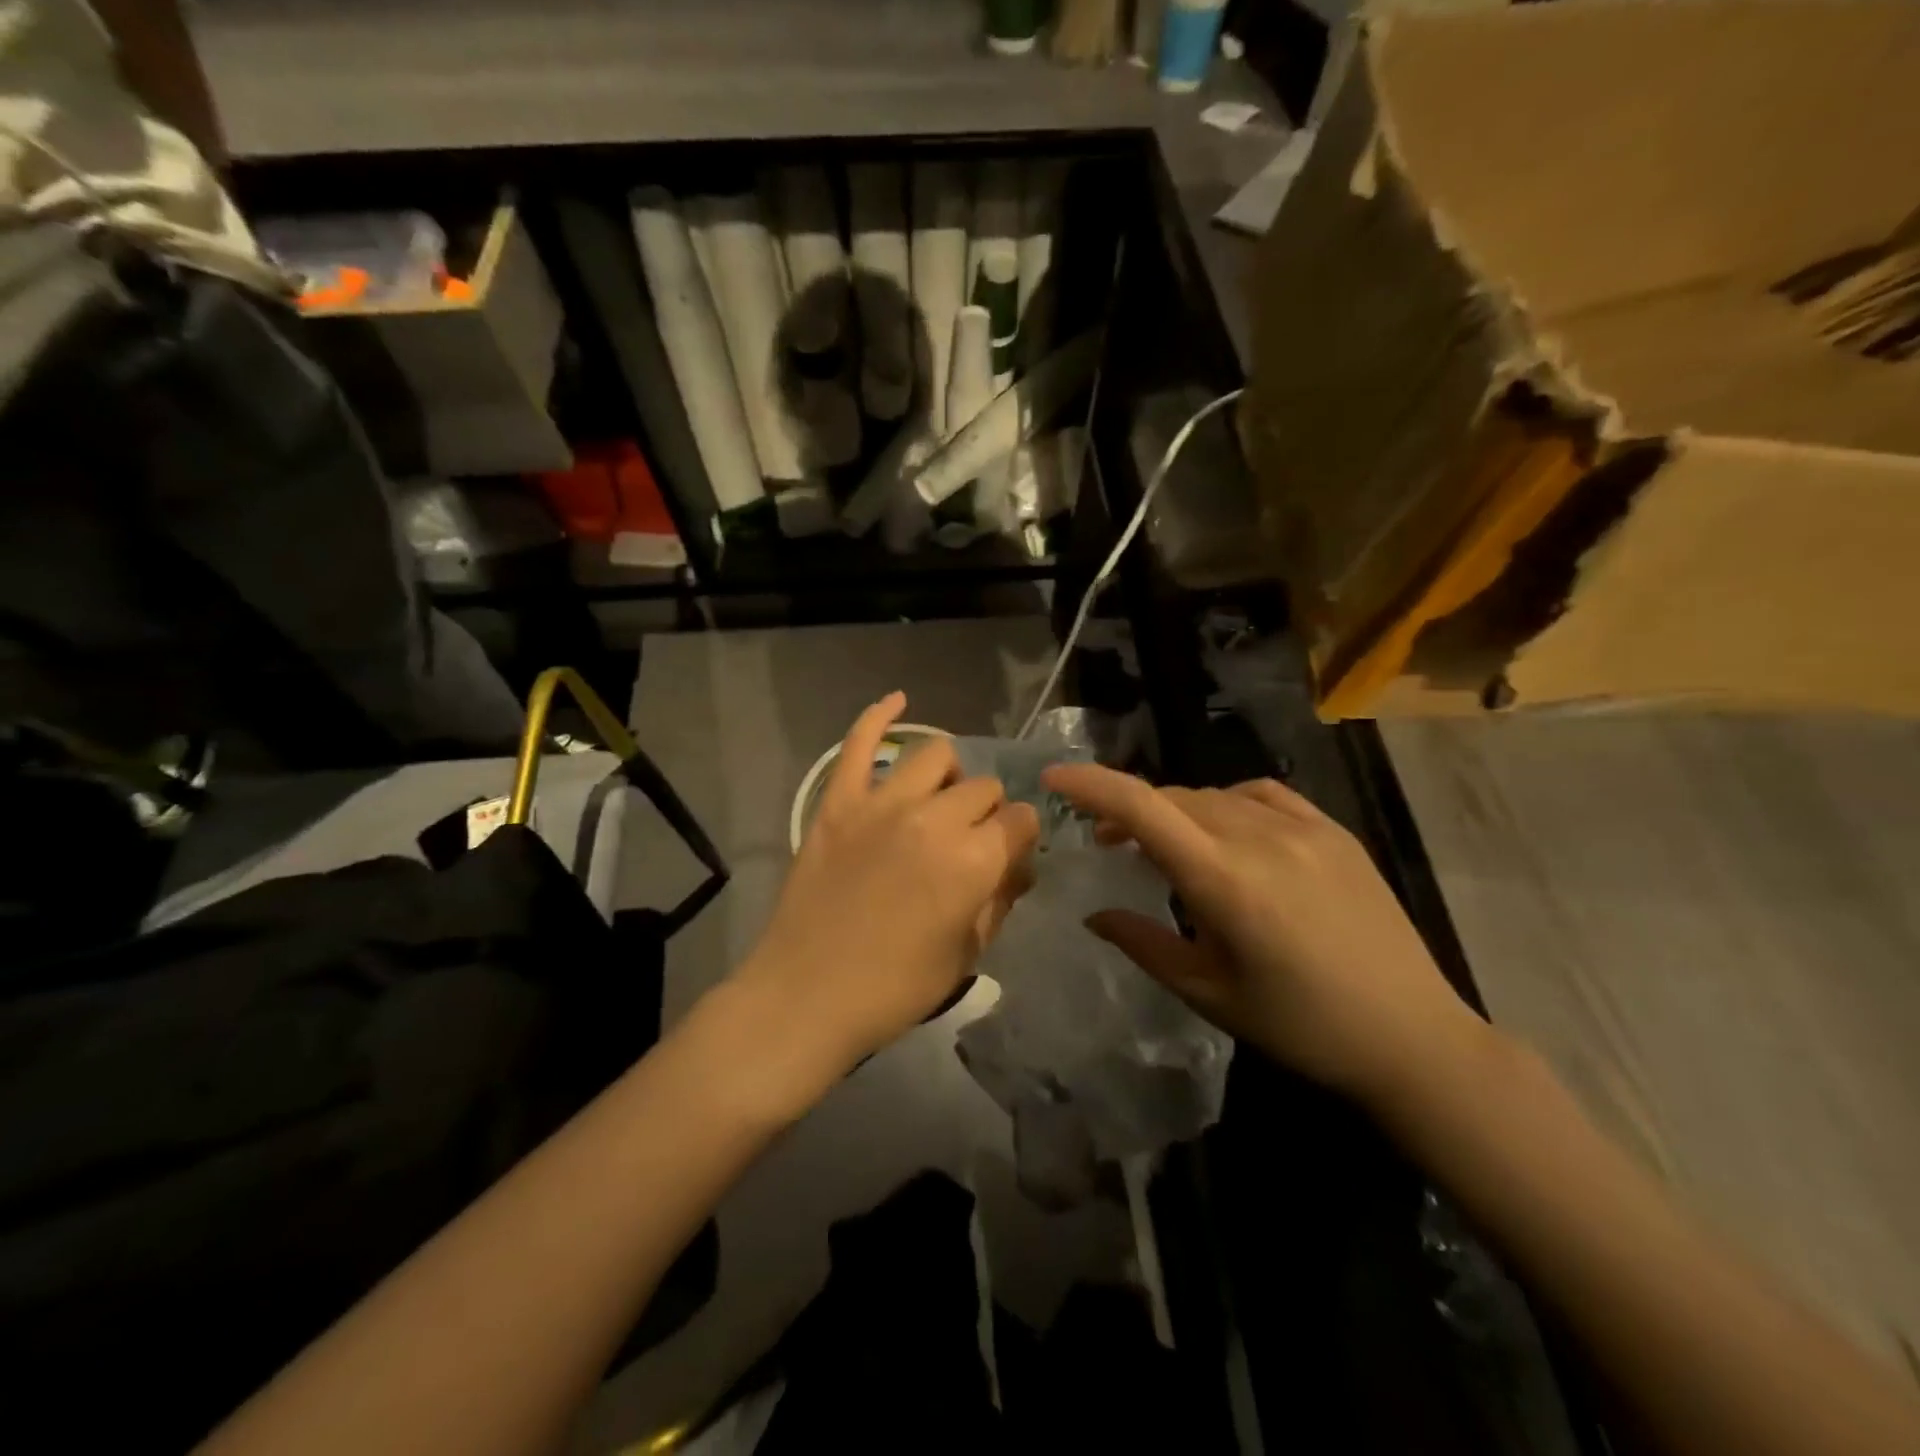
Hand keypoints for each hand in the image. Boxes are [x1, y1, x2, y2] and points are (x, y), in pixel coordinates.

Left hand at [731, 693, 1039, 1107]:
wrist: (806, 996)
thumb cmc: (895, 988)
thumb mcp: (967, 954)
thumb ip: (999, 901)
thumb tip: (1015, 865)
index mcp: (974, 861)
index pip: (1020, 821)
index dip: (1021, 838)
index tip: (1009, 856)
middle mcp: (935, 819)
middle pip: (983, 787)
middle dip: (988, 812)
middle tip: (971, 842)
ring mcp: (882, 804)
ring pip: (936, 754)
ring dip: (950, 775)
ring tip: (940, 800)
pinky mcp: (838, 803)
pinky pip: (859, 744)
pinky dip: (878, 715)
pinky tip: (898, 699)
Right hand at [1040, 764, 1488, 1107]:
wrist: (1412, 1038)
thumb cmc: (1299, 1026)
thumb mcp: (1209, 991)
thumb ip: (1144, 944)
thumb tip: (1095, 914)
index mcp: (1224, 879)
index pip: (1143, 808)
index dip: (1091, 785)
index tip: (1053, 777)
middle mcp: (1261, 837)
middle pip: (1174, 799)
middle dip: (1129, 811)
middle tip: (1107, 842)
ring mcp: (1304, 828)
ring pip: (1214, 797)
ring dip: (1176, 812)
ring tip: (1165, 845)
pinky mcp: (1334, 832)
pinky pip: (1263, 795)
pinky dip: (1226, 803)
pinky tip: (1226, 828)